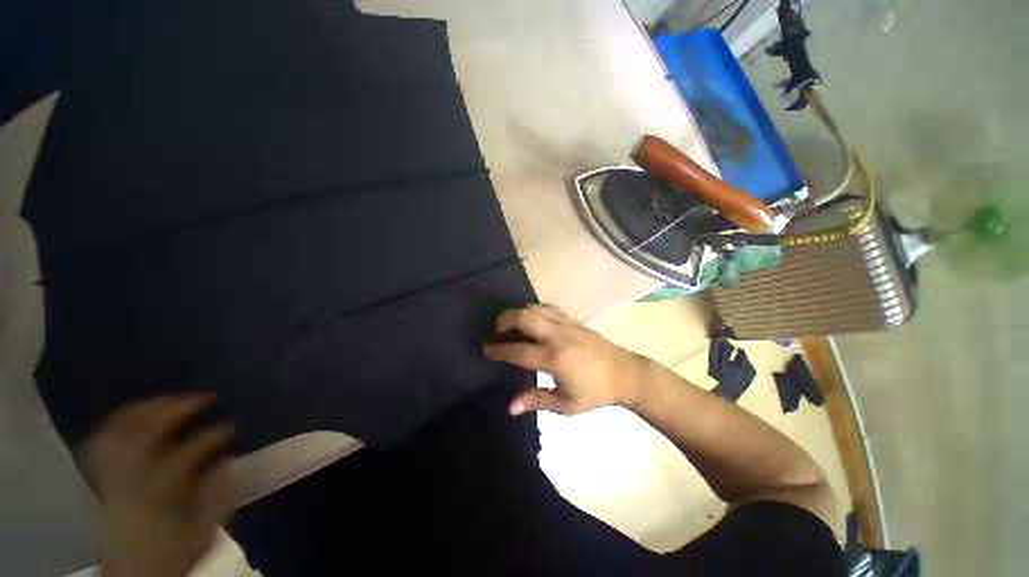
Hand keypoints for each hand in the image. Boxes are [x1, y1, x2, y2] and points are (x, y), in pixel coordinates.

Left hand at [81, 395, 233, 576]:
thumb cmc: (170, 555)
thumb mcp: (200, 534)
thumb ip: (215, 497)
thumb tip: (229, 460)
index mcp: (156, 496)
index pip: (184, 456)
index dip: (210, 436)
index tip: (232, 425)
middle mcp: (128, 480)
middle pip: (142, 434)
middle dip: (173, 409)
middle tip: (202, 397)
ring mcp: (109, 478)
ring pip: (117, 432)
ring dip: (145, 410)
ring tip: (169, 399)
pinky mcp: (100, 480)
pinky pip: (102, 442)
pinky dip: (119, 423)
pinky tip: (137, 417)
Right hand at [483, 305, 651, 415]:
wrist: (625, 373)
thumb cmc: (596, 392)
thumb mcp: (566, 404)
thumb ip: (537, 401)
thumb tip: (510, 406)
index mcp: (554, 358)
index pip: (517, 351)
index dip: (497, 350)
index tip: (485, 349)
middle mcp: (557, 336)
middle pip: (523, 317)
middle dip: (504, 320)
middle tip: (496, 331)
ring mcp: (566, 324)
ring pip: (535, 307)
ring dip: (518, 312)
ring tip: (512, 324)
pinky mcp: (573, 319)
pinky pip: (548, 307)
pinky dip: (534, 310)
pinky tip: (532, 320)